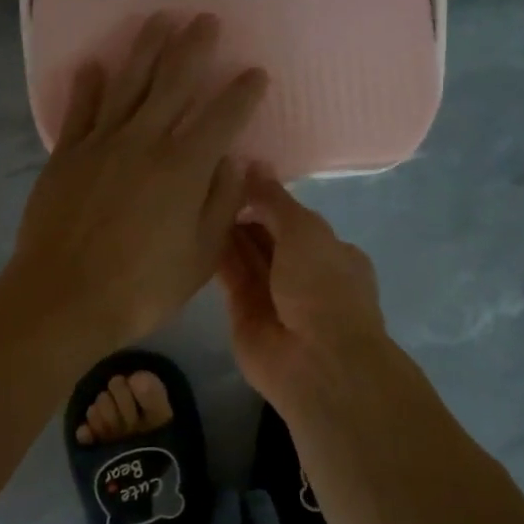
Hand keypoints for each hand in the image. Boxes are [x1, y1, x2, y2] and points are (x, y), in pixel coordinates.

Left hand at [7, 14, 267, 355]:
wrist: (62, 297)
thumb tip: (240, 161)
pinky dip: (88, 84)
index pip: (222, 117)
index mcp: (183, 168)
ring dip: (146, 47)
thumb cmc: (140, 287)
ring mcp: (100, 144)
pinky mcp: (66, 155)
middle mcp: (144, 142)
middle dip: (194, 47)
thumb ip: (221, 204)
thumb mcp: (199, 257)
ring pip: (127, 83)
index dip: (242, 92)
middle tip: (206, 19)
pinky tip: (94, 63)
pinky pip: (79, 109)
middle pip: (173, 82)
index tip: (256, 72)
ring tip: (160, 19)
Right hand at [216, 168, 394, 410]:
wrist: (315, 360)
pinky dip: (216, 256)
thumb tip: (253, 163)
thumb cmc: (322, 286)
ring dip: (227, 231)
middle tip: (207, 181)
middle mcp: (303, 273)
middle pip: (268, 236)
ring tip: (195, 197)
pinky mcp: (244, 313)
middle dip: (245, 212)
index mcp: (331, 252)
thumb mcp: (305, 230)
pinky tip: (192, 229)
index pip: (295, 219)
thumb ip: (275, 199)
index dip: (268, 197)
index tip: (236, 172)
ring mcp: (274, 295)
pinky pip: (229, 277)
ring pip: (246, 255)